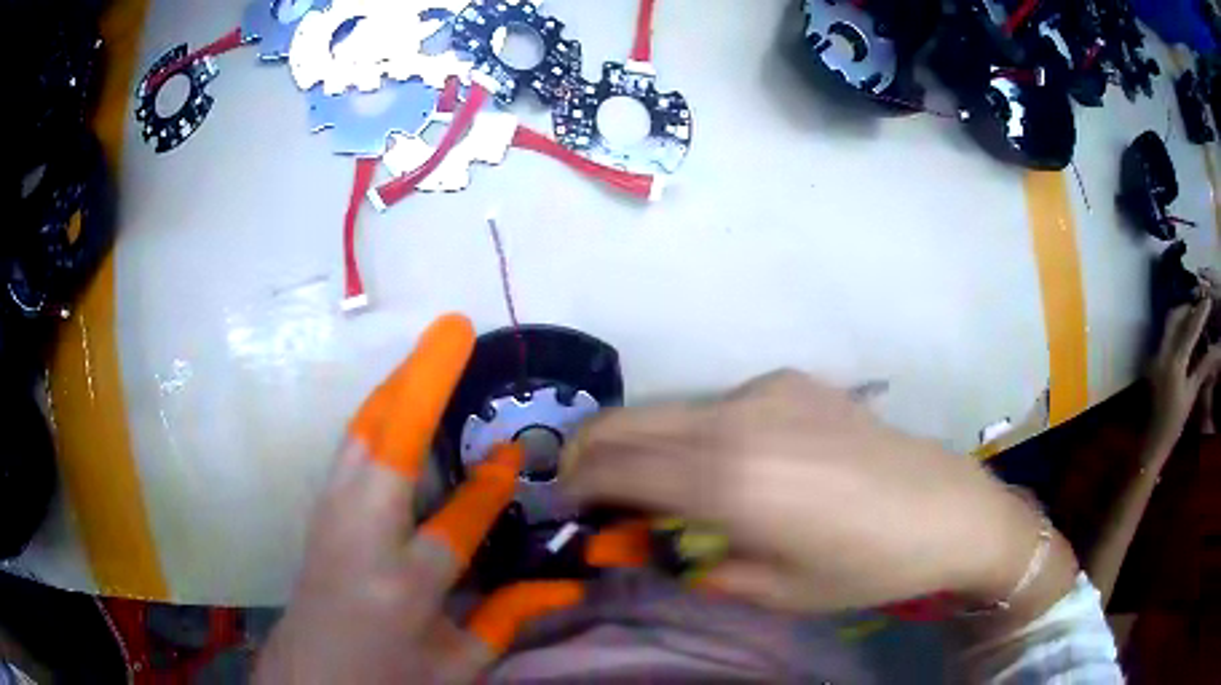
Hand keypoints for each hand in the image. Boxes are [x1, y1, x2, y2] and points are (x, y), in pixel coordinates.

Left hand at [255, 315, 582, 683]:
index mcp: (403, 589)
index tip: (512, 453)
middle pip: (387, 448)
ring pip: (361, 438)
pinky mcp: (319, 513)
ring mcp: (330, 520)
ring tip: (428, 353)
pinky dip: (375, 418)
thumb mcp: (457, 665)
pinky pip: (349, 451)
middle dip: (421, 385)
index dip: (489, 488)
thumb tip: (567, 584)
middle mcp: (361, 541)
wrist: (312, 678)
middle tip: (451, 331)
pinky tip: (393, 402)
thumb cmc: (389, 678)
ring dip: (395, 389)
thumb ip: (508, 620)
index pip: (455, 524)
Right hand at [561, 372, 1072, 617]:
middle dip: (590, 450)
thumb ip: (701, 564)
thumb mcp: (775, 589)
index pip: (618, 467)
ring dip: (644, 442)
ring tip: (653, 483)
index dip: (578, 483)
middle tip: (583, 485)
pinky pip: (719, 405)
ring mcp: (768, 391)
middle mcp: (738, 419)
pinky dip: (695, 432)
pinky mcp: (794, 382)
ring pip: (671, 409)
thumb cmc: (864, 566)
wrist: (946, 508)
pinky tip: (729, 464)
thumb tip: (656, 544)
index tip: (564, 502)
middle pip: (629, 420)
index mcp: (731, 481)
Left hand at [1148, 299, 1220, 454]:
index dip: (1200, 313)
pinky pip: (1166, 335)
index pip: (1190, 329)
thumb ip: (1203, 367)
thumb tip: (1216, 348)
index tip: (1208, 300)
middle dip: (1188, 307)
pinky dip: (1176, 327)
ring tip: (1195, 314)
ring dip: (1182, 315)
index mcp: (1174, 362)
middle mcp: (1163, 353)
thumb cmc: (1175, 422)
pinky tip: (1186, 331)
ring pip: (1169, 324)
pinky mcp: (1154, 361)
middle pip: (1175, 318)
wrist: (1153, 441)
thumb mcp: (1192, 393)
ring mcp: (1156, 356)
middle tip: (1200, 304)